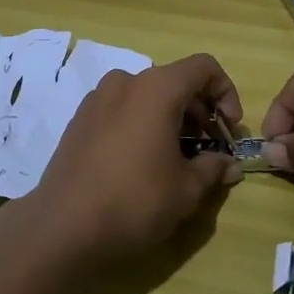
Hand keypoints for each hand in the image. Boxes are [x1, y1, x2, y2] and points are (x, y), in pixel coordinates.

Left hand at [31, 54, 244, 264]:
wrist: (63, 225)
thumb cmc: (134, 200)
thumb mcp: (185, 190)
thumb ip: (213, 169)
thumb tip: (229, 165)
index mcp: (156, 88)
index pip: (203, 67)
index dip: (226, 92)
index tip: (230, 129)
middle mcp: (126, 81)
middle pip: (175, 81)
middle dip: (200, 111)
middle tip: (209, 149)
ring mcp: (98, 98)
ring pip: (147, 96)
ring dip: (171, 118)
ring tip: (178, 159)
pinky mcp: (80, 118)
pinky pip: (122, 109)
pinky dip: (142, 124)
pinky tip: (142, 162)